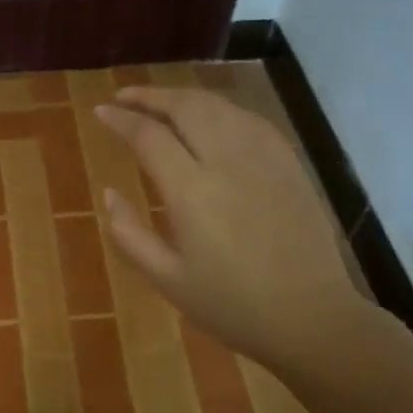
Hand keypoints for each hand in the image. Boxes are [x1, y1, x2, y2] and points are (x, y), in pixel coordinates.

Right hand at [95, 87, 365, 375]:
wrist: (311, 316)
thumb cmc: (231, 306)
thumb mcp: (167, 279)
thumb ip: (130, 234)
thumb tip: (109, 194)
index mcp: (192, 192)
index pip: (149, 136)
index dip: (121, 119)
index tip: (101, 112)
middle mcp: (227, 161)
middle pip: (185, 107)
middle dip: (150, 96)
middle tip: (125, 97)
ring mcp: (264, 158)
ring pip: (219, 106)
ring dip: (184, 98)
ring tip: (161, 104)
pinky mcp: (289, 163)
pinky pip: (249, 119)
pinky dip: (220, 109)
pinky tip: (210, 119)